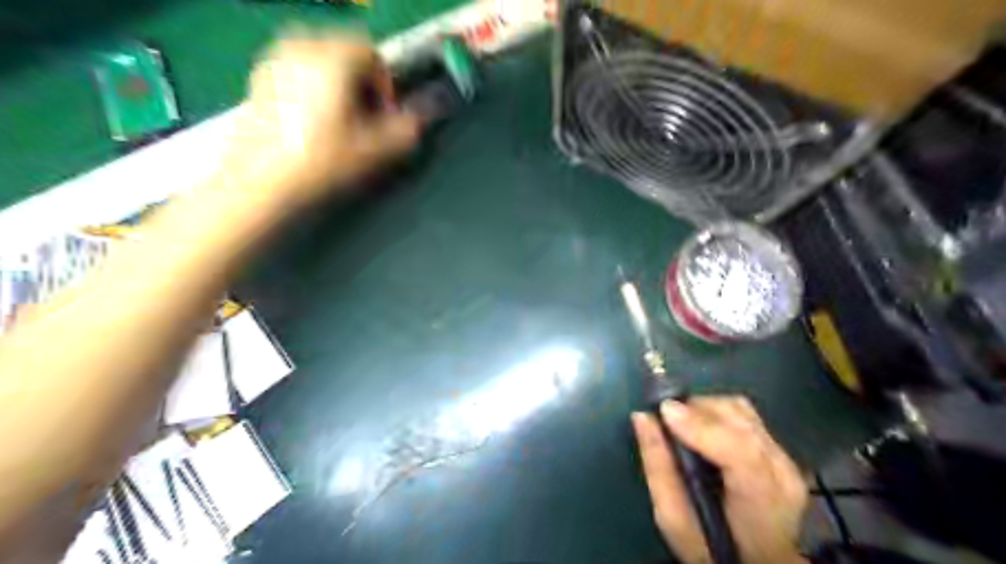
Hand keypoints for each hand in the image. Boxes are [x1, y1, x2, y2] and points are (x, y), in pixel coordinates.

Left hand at [221, 31, 419, 206]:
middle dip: (361, 80)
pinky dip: (313, 86)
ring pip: (320, 59)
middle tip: (364, 118)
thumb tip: (429, 110)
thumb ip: (410, 126)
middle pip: (344, 50)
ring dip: (337, 82)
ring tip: (339, 120)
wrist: (263, 182)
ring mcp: (275, 61)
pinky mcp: (259, 78)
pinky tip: (312, 122)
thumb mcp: (378, 148)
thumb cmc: (324, 162)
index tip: (384, 112)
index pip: (370, 51)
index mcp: (333, 58)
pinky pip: (297, 70)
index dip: (385, 82)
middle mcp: (301, 47)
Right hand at [627, 397, 806, 563]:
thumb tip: (642, 417)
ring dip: (704, 408)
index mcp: (760, 502)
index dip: (701, 425)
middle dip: (696, 409)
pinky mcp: (779, 449)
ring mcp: (785, 458)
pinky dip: (716, 413)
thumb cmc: (711, 549)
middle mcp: (781, 473)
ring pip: (741, 410)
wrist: (756, 563)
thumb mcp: (673, 520)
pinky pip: (744, 415)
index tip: (662, 411)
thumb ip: (658, 467)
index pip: (741, 452)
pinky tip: (701, 428)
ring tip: (680, 423)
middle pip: (740, 421)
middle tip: (664, 419)